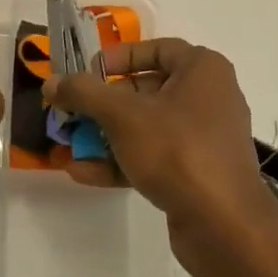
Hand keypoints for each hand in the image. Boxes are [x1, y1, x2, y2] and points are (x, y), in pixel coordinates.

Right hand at [45, 38, 277, 269]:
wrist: (225, 227)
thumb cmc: (177, 150)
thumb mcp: (122, 115)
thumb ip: (84, 93)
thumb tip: (52, 82)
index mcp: (202, 70)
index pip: (156, 49)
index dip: (118, 58)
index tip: (87, 72)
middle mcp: (208, 98)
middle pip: (146, 90)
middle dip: (103, 103)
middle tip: (71, 111)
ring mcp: (203, 139)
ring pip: (146, 127)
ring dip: (105, 136)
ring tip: (68, 145)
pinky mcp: (196, 174)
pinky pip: (154, 157)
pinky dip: (121, 161)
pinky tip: (83, 173)